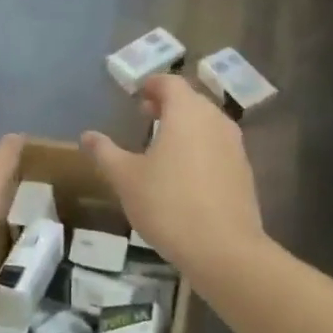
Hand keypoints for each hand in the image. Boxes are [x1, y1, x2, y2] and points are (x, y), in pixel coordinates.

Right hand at [81, 75, 263, 274]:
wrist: (224, 249)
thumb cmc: (168, 204)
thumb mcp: (126, 179)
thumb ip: (105, 153)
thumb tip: (87, 135)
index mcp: (187, 113)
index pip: (170, 83)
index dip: (151, 84)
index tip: (136, 94)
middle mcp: (215, 120)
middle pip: (191, 101)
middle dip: (168, 105)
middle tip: (145, 116)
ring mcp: (235, 146)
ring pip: (207, 124)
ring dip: (185, 127)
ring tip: (162, 145)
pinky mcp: (244, 172)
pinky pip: (218, 147)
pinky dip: (200, 148)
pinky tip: (184, 174)